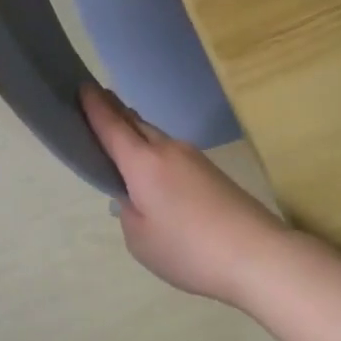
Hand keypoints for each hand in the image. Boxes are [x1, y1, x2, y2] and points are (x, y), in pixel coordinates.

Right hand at [82, 86, 289, 303]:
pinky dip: (156, 153)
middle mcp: (168, 150)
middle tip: (98, 103)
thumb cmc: (188, 249)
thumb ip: (129, 212)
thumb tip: (136, 196)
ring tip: (123, 136)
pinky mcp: (212, 172)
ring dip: (137, 132)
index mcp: (143, 163)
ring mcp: (194, 158)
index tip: (83, 85)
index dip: (95, 106)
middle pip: (135, 124)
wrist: (257, 254)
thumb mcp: (140, 239)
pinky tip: (155, 172)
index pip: (111, 126)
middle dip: (115, 112)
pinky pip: (173, 153)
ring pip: (156, 137)